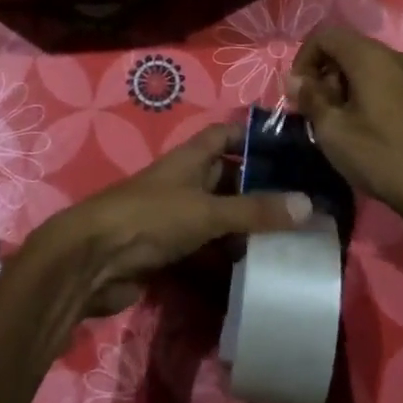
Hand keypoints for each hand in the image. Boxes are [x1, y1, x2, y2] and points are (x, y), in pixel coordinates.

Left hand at [35, 123, 313, 316]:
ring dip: (246, 225)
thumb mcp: (206, 210)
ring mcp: (174, 217)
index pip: (225, 135)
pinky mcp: (168, 249)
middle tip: (305, 200)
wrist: (92, 261)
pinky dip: (228, 255)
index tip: (292, 146)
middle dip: (260, 187)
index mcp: (189, 159)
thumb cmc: (150, 218)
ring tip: (292, 236)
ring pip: (219, 215)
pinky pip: (207, 247)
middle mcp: (183, 182)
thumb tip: (309, 204)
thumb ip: (254, 210)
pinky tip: (257, 267)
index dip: (253, 135)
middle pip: (226, 177)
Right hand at [286, 25, 402, 249]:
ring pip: (372, 67)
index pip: (326, 35)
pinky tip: (372, 130)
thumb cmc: (382, 157)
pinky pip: (393, 83)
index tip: (298, 92)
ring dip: (348, 86)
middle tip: (318, 111)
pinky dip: (372, 95)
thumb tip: (294, 80)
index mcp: (372, 57)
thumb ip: (310, 98)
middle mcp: (398, 56)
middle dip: (326, 74)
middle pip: (350, 49)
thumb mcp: (333, 131)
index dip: (304, 58)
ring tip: (342, 124)